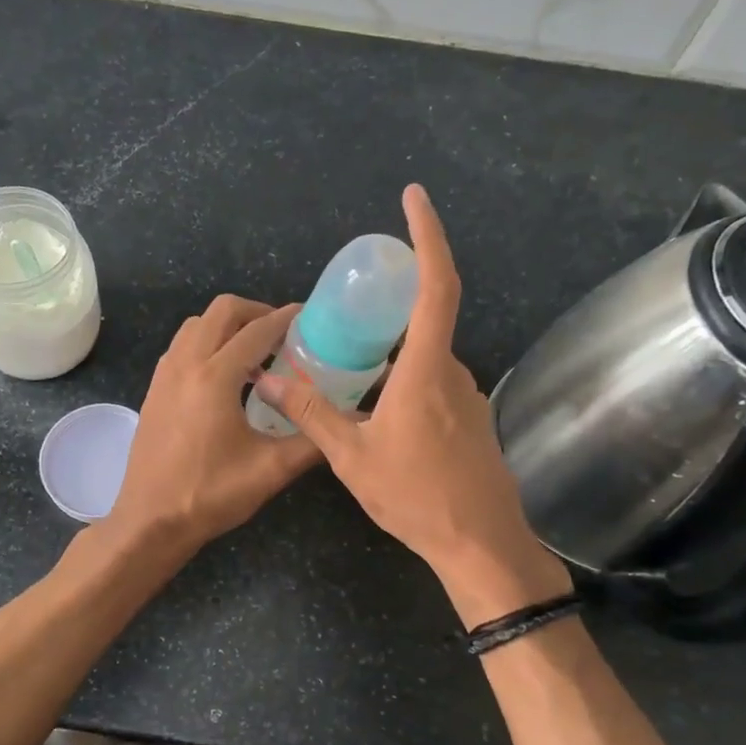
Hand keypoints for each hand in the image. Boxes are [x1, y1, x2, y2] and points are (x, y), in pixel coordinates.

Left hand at [107, 296, 320, 551]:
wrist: (150, 521)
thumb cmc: (210, 495)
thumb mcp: (271, 470)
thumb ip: (314, 440)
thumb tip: (355, 423)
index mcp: (215, 377)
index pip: (257, 330)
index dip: (287, 318)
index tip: (310, 316)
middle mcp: (186, 364)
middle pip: (221, 311)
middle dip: (256, 312)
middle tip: (283, 335)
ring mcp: (164, 375)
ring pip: (196, 325)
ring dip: (227, 327)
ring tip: (255, 354)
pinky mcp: (154, 391)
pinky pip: (181, 347)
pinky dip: (205, 344)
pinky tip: (224, 378)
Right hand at [254, 186, 571, 624]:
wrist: (480, 545)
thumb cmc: (416, 497)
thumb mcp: (351, 455)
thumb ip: (310, 411)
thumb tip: (265, 379)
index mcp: (426, 370)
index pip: (436, 286)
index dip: (428, 237)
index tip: (413, 199)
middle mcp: (453, 372)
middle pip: (423, 322)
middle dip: (387, 310)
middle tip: (345, 312)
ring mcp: (466, 398)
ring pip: (424, 359)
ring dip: (390, 356)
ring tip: (349, 372)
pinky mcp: (469, 420)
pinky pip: (432, 384)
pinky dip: (403, 382)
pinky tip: (376, 413)